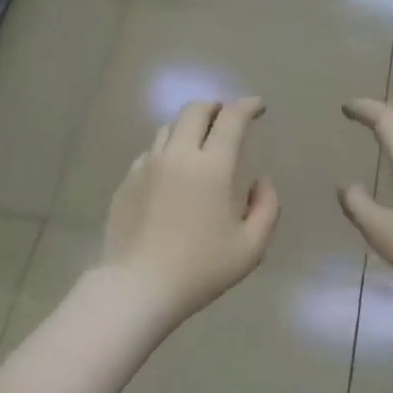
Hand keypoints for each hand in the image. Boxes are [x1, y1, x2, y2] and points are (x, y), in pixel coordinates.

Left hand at [97, 98, 279, 326]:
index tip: (257, 107)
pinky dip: (166, 150)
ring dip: (188, 126)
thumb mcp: (250, 247)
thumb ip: (266, 208)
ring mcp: (146, 166)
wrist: (139, 286)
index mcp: (212, 167)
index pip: (231, 119)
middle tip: (227, 117)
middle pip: (194, 110)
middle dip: (215, 107)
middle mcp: (177, 155)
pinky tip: (171, 172)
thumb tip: (261, 182)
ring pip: (167, 128)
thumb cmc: (200, 269)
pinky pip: (149, 153)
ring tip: (198, 143)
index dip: (247, 106)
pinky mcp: (127, 181)